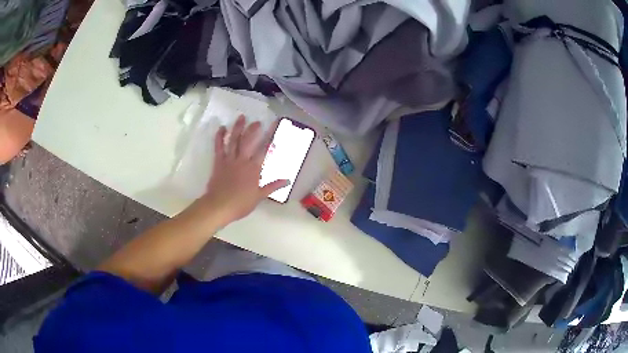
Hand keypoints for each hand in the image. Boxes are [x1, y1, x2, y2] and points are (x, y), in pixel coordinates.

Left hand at [191, 115, 288, 226]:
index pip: (265, 150)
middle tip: (258, 122)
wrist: (219, 206)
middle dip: (253, 129)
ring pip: (234, 140)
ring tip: (241, 117)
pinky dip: (220, 137)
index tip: (275, 126)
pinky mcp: (219, 162)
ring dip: (238, 128)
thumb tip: (287, 180)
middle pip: (249, 141)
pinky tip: (222, 128)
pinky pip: (219, 147)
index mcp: (254, 169)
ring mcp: (229, 160)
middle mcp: (242, 160)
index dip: (271, 137)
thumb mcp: (259, 196)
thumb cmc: (240, 203)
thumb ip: (272, 186)